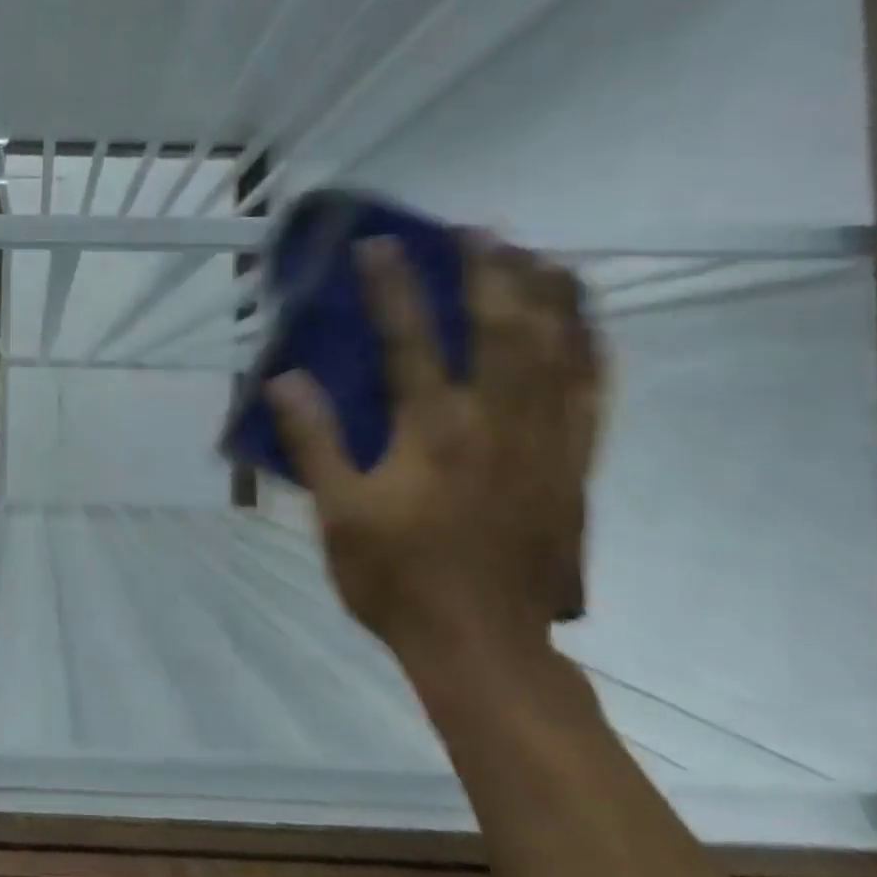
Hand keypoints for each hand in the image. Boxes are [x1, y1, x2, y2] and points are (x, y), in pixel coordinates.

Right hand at [268, 234, 604, 667]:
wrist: (484, 646)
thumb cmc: (397, 578)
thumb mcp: (338, 513)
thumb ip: (313, 442)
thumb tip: (284, 380)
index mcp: (432, 432)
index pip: (411, 340)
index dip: (392, 287)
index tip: (378, 244)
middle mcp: (496, 423)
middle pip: (501, 329)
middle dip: (489, 271)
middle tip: (477, 230)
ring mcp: (545, 444)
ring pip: (559, 352)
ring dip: (548, 296)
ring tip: (539, 255)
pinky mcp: (573, 468)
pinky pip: (592, 395)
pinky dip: (590, 350)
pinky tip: (584, 327)